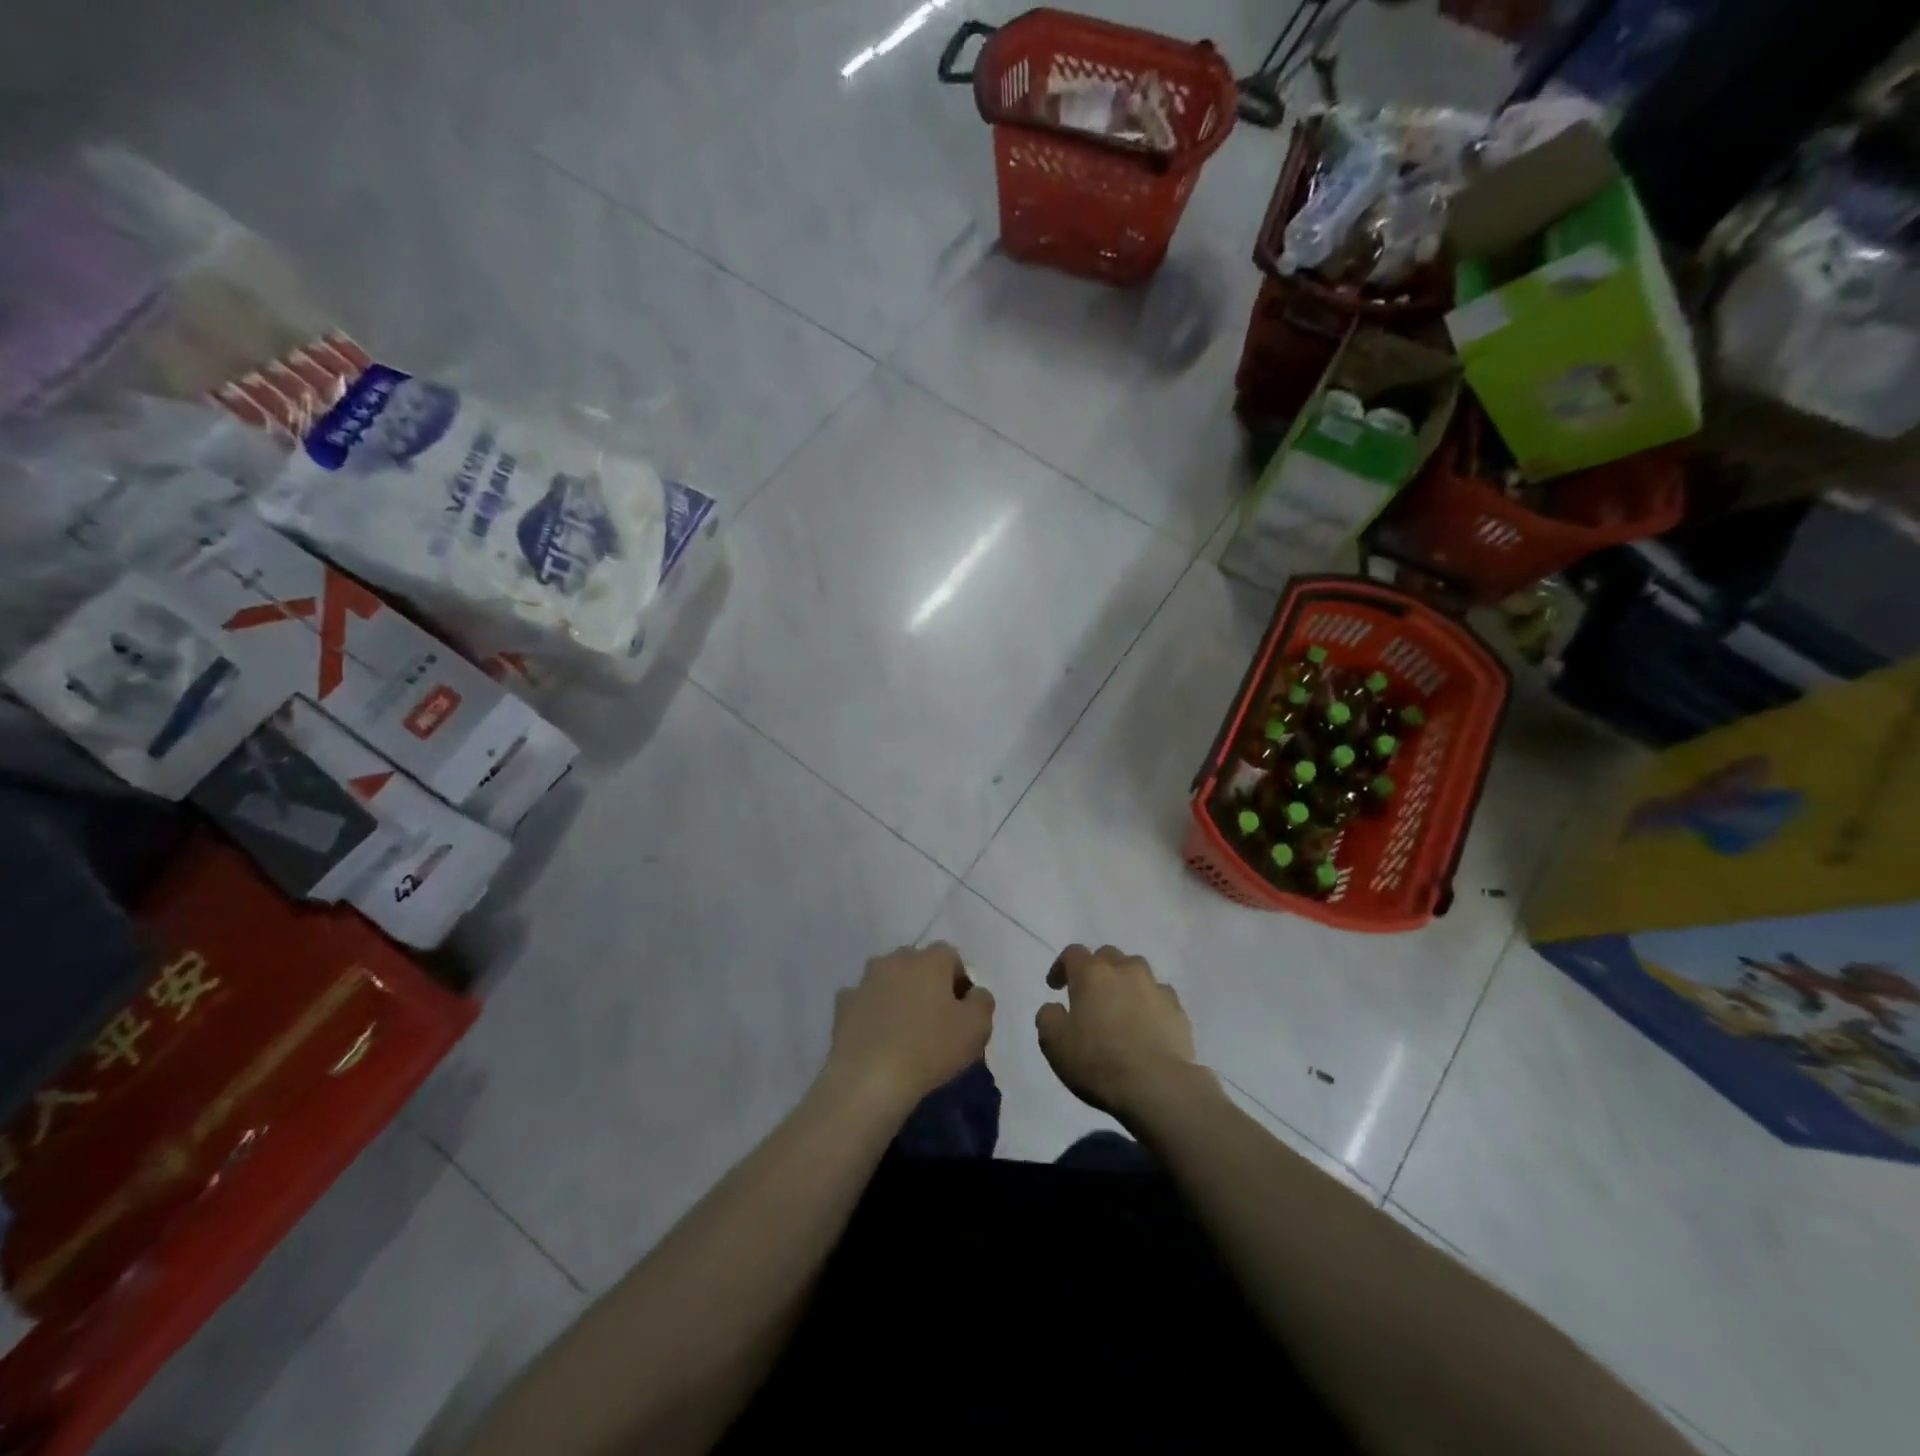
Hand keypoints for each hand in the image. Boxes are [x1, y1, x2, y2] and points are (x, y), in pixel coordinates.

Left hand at [826, 942, 993, 1111]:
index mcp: (930, 960)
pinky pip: (864, 1001)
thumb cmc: (930, 1049)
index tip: (961, 1011)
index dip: (958, 980)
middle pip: (917, 963)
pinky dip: (871, 1012)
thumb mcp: (977, 1028)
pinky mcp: (843, 1004)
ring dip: (897, 994)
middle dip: (926, 983)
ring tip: (903, 1030)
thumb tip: (974, 992)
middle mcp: (896, 960)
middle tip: (934, 1018)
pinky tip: (877, 1038)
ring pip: (888, 979)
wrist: (869, 1079)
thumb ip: (982, 1001)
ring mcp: (865, 980)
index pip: (950, 956)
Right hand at [1036, 944, 1200, 1122]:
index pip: (1073, 953)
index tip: (1055, 987)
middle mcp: (1124, 970)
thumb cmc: (1098, 1062)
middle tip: (1089, 995)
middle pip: (1107, 955)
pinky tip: (1146, 1024)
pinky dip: (1149, 1003)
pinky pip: (1158, 995)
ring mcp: (1155, 987)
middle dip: (1096, 970)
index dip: (1061, 967)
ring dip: (1125, 982)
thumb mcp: (1054, 1044)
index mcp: (1091, 974)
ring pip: (1137, 971)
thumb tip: (1055, 1008)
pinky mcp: (1177, 1009)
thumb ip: (1048, 1017)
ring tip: (1120, 1006)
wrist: (1157, 1086)